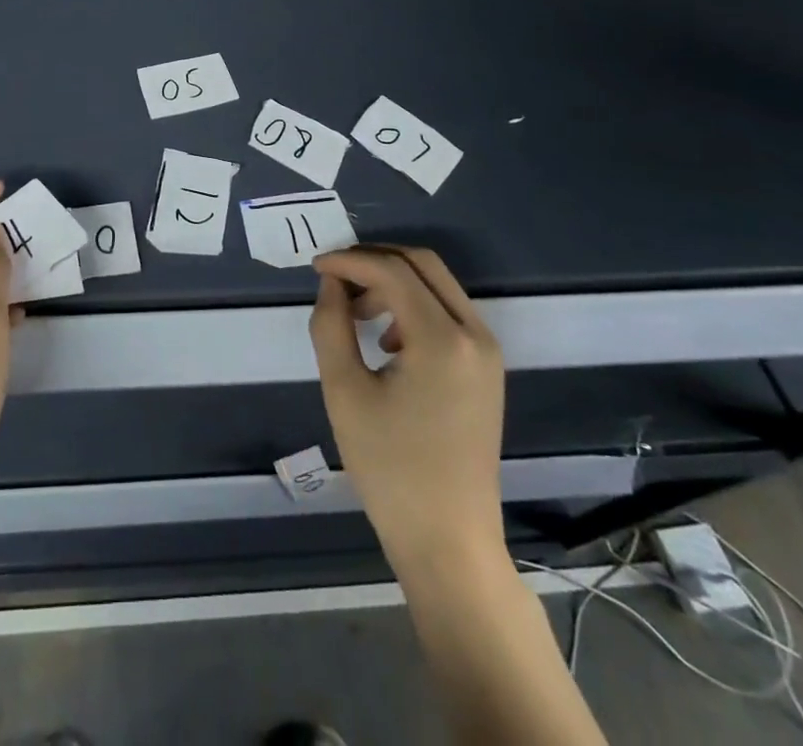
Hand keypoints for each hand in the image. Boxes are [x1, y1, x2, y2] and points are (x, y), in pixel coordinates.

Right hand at [308, 245, 506, 562]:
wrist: (448, 541)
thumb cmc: (390, 469)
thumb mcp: (344, 391)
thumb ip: (331, 325)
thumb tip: (331, 283)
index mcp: (443, 339)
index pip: (393, 271)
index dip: (350, 261)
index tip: (316, 268)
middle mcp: (474, 334)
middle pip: (422, 264)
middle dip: (374, 262)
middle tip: (335, 279)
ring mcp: (487, 352)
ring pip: (436, 285)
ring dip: (392, 283)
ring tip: (354, 313)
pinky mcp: (487, 369)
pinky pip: (448, 313)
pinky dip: (412, 306)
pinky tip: (385, 340)